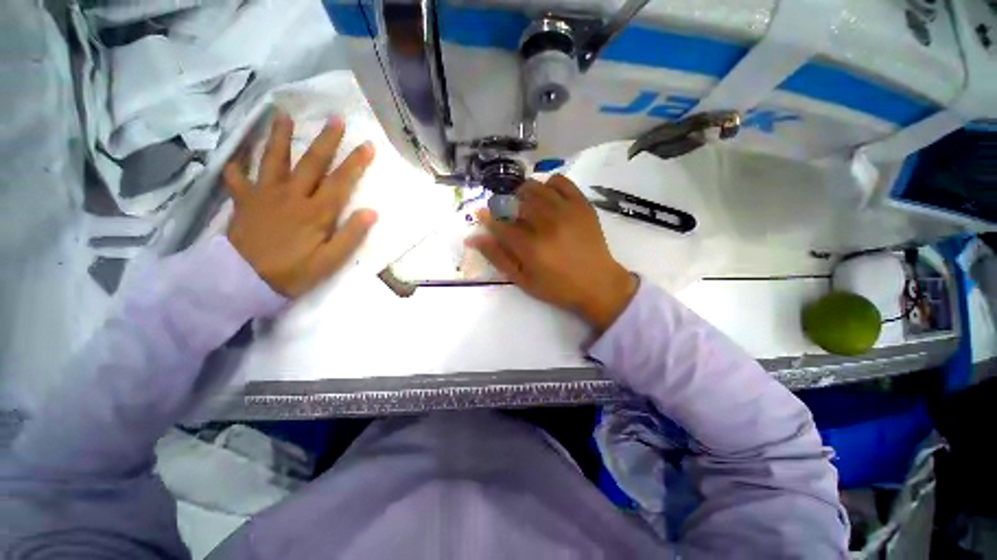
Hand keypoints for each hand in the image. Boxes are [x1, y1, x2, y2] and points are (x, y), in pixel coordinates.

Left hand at [223, 111, 376, 296]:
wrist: (243, 282)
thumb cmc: (293, 273)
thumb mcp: (330, 261)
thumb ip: (351, 236)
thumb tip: (371, 212)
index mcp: (316, 212)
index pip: (341, 181)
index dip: (356, 162)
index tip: (367, 145)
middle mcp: (292, 196)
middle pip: (311, 163)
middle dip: (326, 140)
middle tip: (335, 119)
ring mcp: (264, 195)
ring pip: (273, 159)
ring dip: (279, 136)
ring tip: (282, 115)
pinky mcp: (244, 202)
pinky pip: (237, 178)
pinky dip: (235, 165)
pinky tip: (236, 155)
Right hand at [468, 175, 636, 331]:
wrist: (598, 283)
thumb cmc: (558, 287)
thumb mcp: (523, 280)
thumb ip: (498, 258)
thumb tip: (474, 238)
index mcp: (531, 247)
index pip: (499, 224)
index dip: (487, 218)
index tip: (481, 214)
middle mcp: (547, 224)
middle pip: (515, 202)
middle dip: (505, 206)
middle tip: (509, 216)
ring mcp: (566, 211)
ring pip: (535, 188)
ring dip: (523, 194)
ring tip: (526, 206)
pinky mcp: (581, 205)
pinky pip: (560, 181)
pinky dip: (548, 184)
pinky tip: (547, 198)